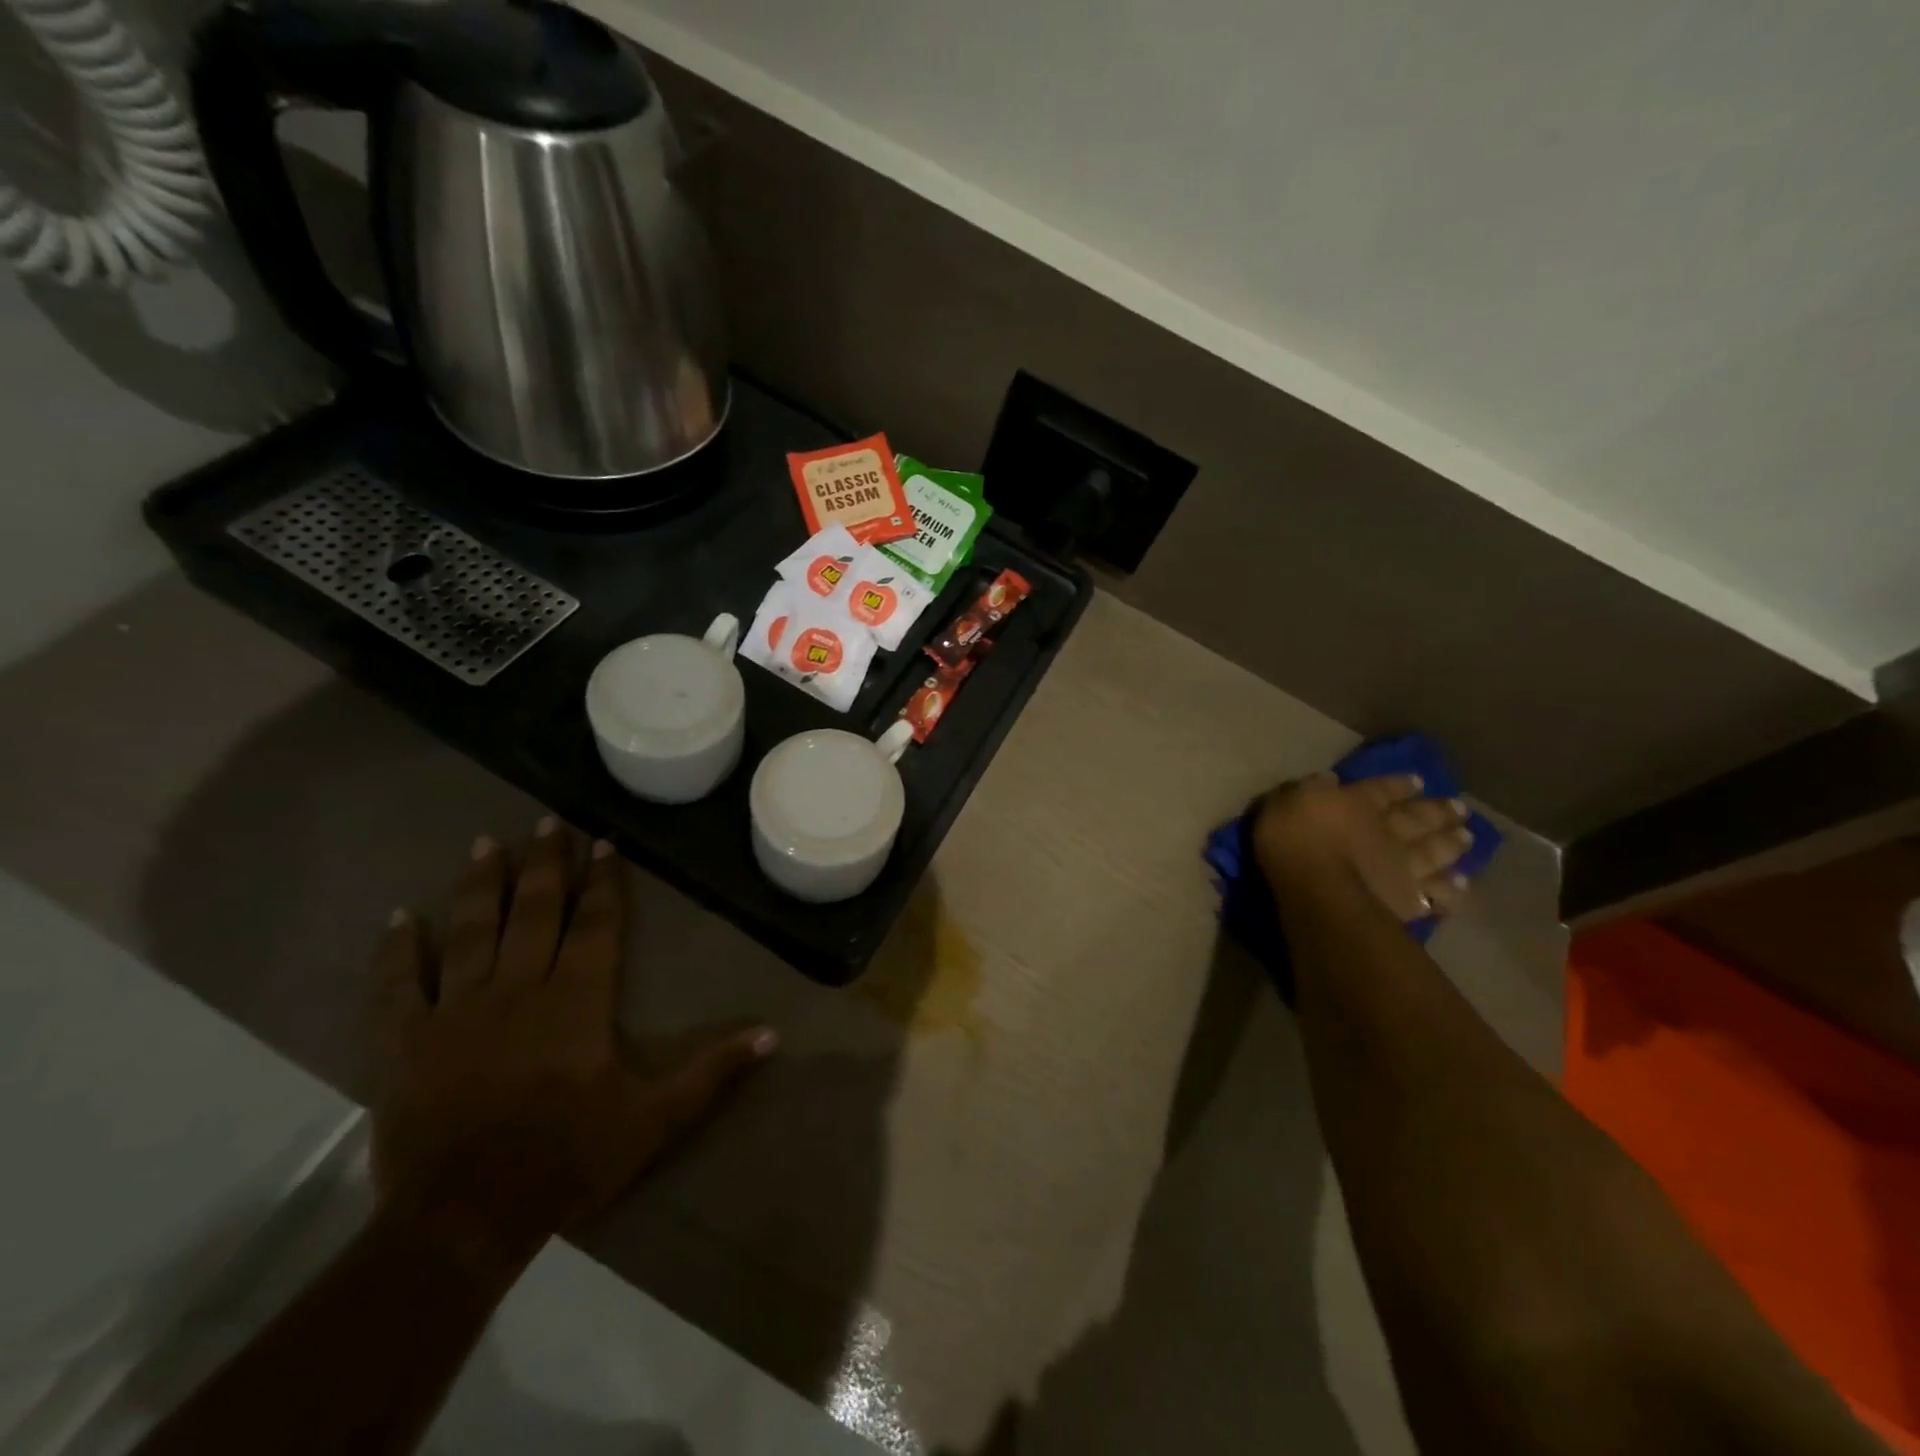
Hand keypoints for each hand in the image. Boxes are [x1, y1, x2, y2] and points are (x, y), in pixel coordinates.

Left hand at [371, 819, 775, 1254]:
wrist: (465, 1220)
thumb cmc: (569, 1159)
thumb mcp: (656, 1119)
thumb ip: (713, 1072)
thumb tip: (773, 1035)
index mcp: (577, 1000)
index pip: (596, 924)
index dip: (603, 881)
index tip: (603, 842)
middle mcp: (518, 989)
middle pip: (534, 912)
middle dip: (544, 864)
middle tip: (547, 821)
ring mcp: (457, 1011)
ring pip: (470, 932)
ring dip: (479, 886)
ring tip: (485, 843)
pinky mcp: (407, 1042)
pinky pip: (397, 987)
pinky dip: (396, 952)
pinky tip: (399, 918)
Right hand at [1253, 772, 1475, 921]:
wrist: (1318, 889)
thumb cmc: (1293, 841)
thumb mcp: (1286, 803)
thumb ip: (1309, 790)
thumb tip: (1328, 779)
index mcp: (1358, 803)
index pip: (1383, 789)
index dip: (1400, 784)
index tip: (1418, 781)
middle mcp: (1388, 830)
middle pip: (1419, 818)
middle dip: (1438, 811)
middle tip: (1461, 808)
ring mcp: (1402, 865)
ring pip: (1435, 852)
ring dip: (1452, 845)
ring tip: (1467, 838)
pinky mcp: (1408, 900)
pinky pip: (1434, 894)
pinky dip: (1448, 890)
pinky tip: (1460, 887)